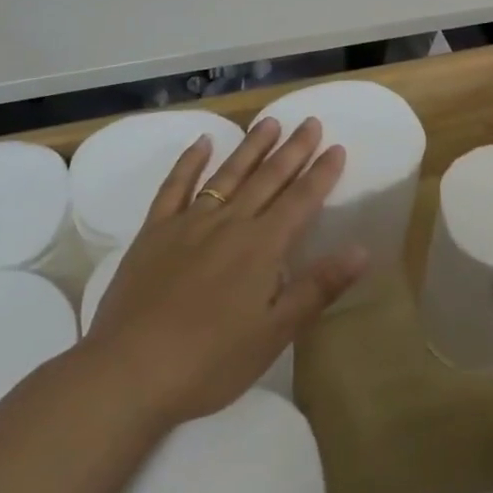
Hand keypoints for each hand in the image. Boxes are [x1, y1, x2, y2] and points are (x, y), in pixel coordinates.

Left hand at [83, 116, 366, 423]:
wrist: (131, 370)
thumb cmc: (211, 361)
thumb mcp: (274, 333)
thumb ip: (317, 287)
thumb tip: (361, 249)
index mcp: (262, 247)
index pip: (301, 201)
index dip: (321, 174)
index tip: (336, 147)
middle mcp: (229, 223)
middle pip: (268, 179)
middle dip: (293, 150)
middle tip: (310, 122)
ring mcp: (189, 223)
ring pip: (228, 174)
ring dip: (251, 147)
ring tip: (269, 122)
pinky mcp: (155, 231)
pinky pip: (175, 186)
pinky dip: (190, 161)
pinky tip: (202, 142)